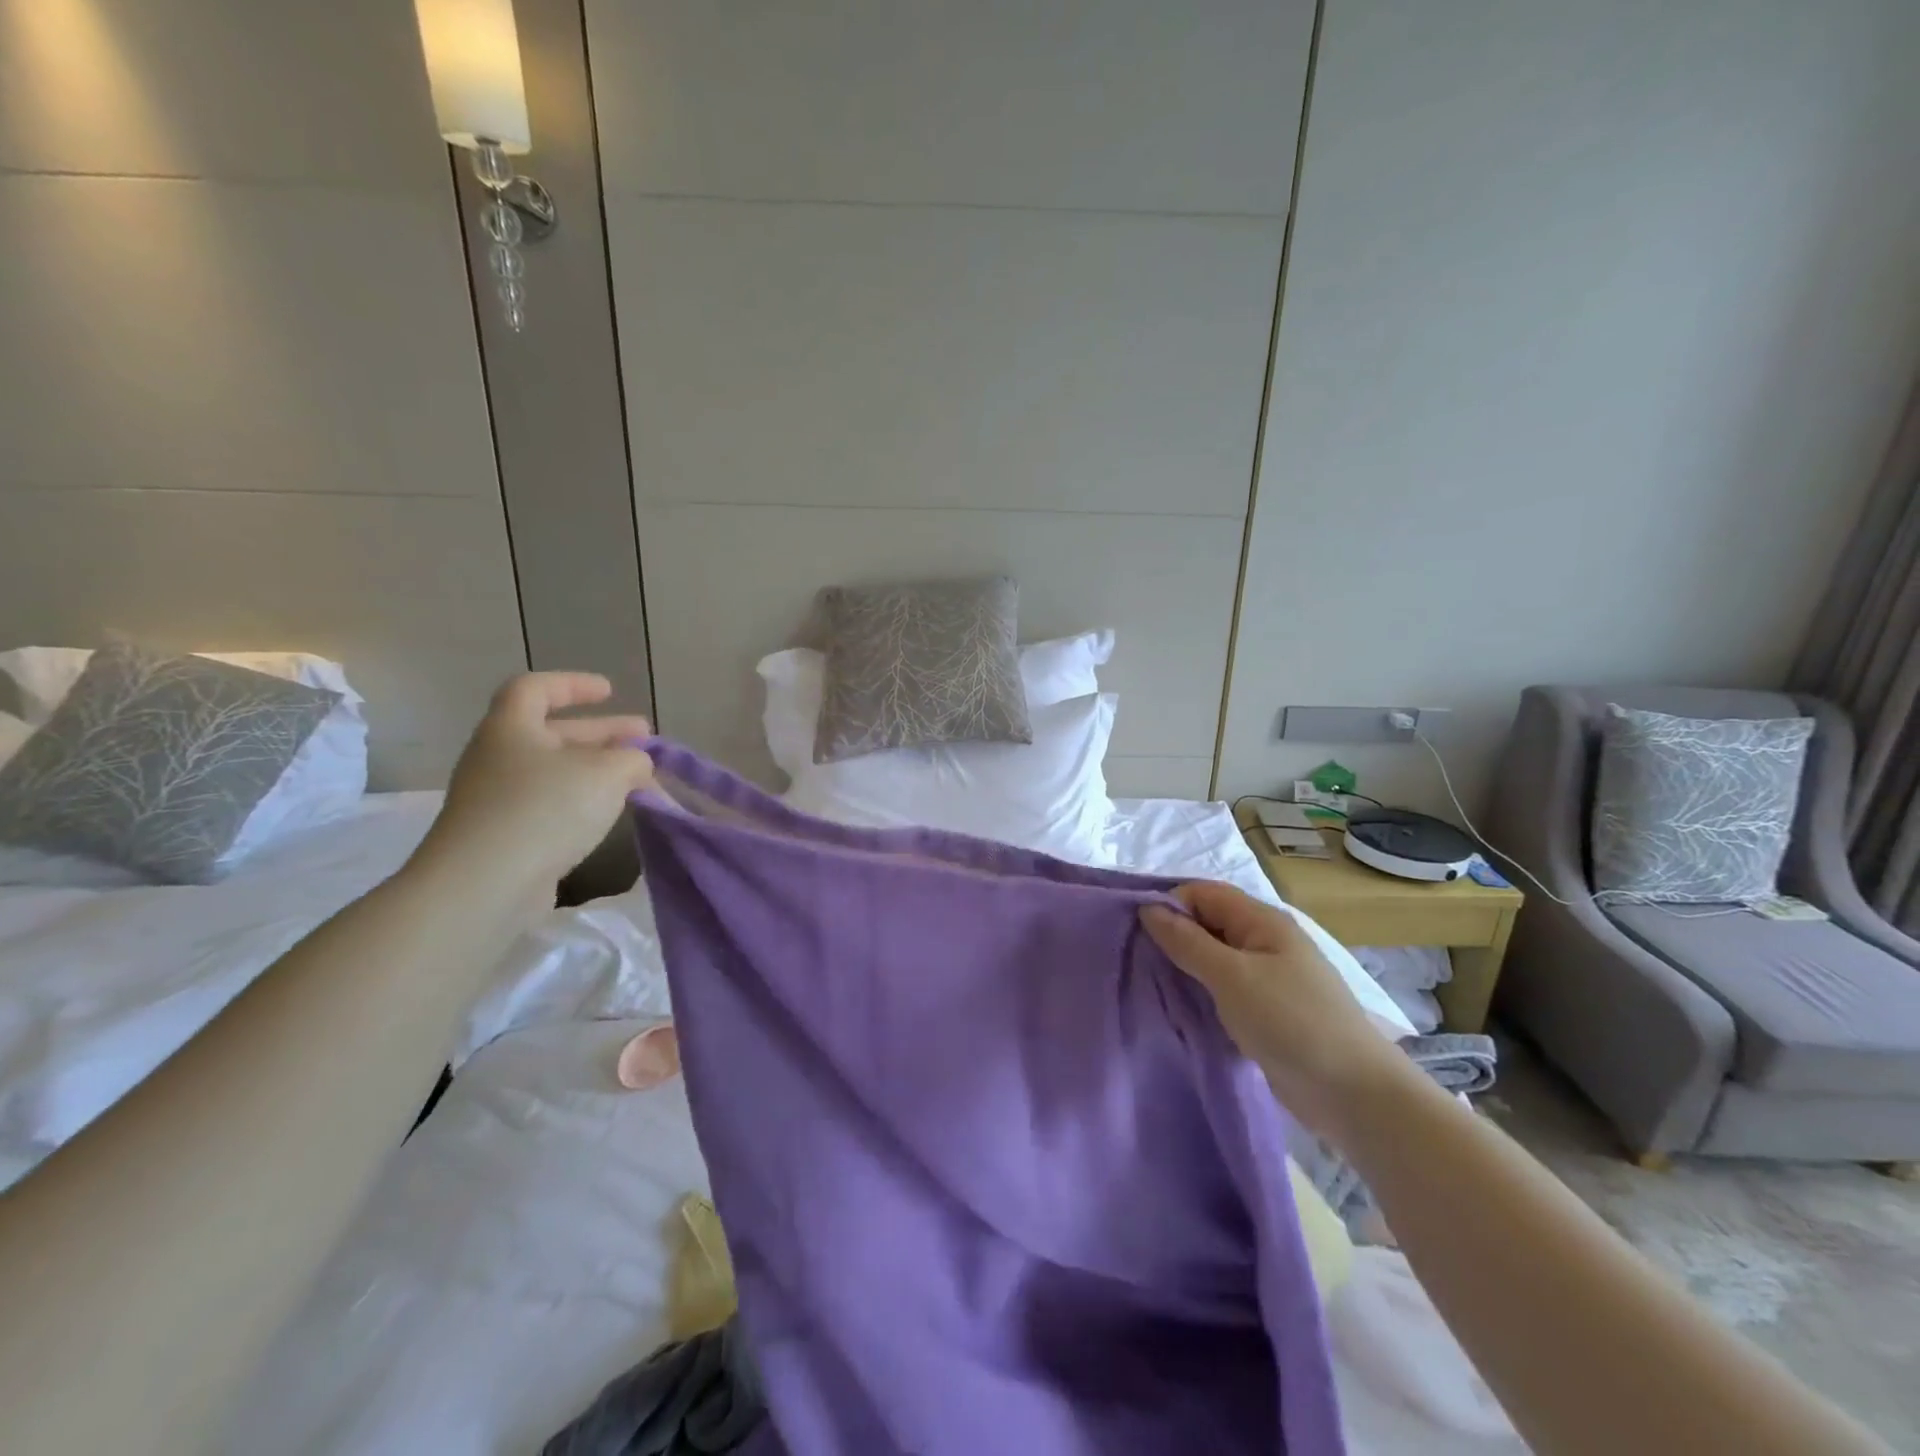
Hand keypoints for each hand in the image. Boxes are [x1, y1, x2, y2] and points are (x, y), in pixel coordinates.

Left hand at [413, 673, 654, 898]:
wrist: (483, 885)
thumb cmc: (546, 809)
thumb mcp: (608, 772)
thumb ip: (633, 758)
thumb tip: (636, 763)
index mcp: (511, 727)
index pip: (536, 688)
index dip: (574, 684)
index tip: (611, 692)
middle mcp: (497, 757)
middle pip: (552, 732)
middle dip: (602, 733)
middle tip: (643, 737)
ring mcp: (496, 799)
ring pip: (554, 772)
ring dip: (596, 770)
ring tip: (637, 779)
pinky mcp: (502, 836)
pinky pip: (548, 805)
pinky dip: (581, 801)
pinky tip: (609, 814)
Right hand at [1140, 882, 1412, 1137]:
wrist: (1355, 1095)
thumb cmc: (1292, 1022)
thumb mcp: (1232, 977)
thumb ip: (1187, 941)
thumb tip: (1148, 909)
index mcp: (1261, 921)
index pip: (1203, 893)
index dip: (1169, 903)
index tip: (1135, 931)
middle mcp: (1264, 941)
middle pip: (1207, 923)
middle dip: (1172, 935)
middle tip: (1135, 958)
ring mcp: (1267, 978)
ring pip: (1213, 958)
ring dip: (1184, 966)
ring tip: (1148, 983)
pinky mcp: (1266, 1011)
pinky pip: (1223, 989)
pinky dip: (1200, 993)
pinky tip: (1177, 1008)